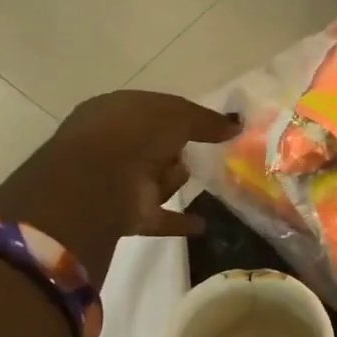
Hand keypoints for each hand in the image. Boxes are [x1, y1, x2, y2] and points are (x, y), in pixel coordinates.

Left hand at [0, 91, 238, 275]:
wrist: (99, 182)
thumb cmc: (133, 134)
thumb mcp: (176, 115)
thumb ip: (207, 120)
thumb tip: (236, 126)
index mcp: (114, 113)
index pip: (152, 112)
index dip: (179, 117)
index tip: (208, 126)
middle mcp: (112, 146)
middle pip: (153, 148)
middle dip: (175, 151)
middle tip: (200, 151)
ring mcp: (118, 182)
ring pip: (156, 181)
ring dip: (172, 181)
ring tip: (181, 177)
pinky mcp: (127, 215)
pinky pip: (162, 217)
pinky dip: (180, 221)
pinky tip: (202, 224)